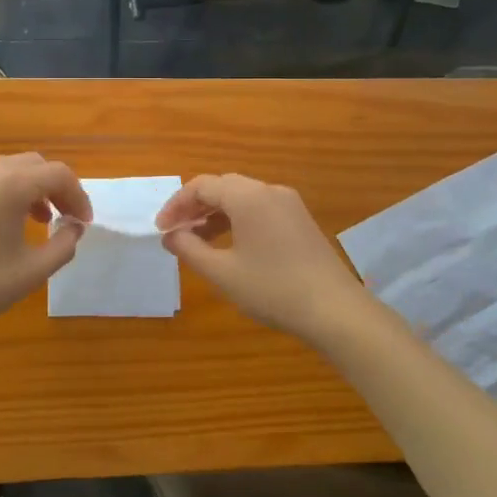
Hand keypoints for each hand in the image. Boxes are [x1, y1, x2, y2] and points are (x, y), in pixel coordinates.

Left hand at [0, 153, 91, 340]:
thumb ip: (64, 245)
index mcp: (11, 185)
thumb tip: (74, 227)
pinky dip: (6, 193)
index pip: (59, 174)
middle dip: (56, 188)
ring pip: (9, 170)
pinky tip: (3, 226)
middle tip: (66, 218)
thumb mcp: (33, 271)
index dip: (78, 196)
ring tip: (39, 220)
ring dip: (31, 189)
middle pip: (35, 165)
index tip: (84, 224)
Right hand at [157, 174, 372, 343]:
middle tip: (176, 233)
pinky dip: (238, 220)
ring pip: (242, 198)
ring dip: (216, 214)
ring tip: (198, 241)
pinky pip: (260, 209)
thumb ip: (189, 249)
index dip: (176, 205)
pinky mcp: (301, 221)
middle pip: (223, 186)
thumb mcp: (222, 273)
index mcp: (248, 197)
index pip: (202, 186)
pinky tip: (230, 246)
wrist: (335, 310)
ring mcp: (289, 204)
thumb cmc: (272, 289)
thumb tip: (170, 236)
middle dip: (195, 206)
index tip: (161, 230)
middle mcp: (269, 191)